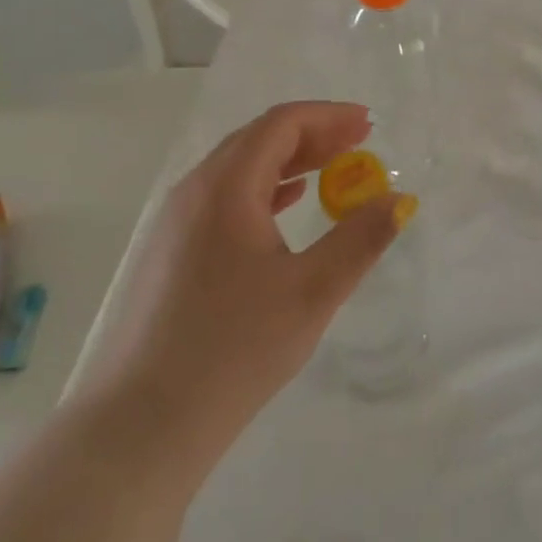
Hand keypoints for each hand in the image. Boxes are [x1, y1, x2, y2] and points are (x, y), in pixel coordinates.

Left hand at [83, 102, 402, 484]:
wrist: (141, 424)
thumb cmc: (234, 349)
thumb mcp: (312, 292)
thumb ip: (360, 239)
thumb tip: (400, 200)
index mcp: (226, 186)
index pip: (281, 124)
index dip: (329, 116)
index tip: (369, 126)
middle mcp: (195, 190)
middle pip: (258, 139)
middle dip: (312, 135)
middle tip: (358, 145)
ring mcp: (175, 220)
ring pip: (238, 168)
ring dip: (288, 161)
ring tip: (331, 170)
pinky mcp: (169, 250)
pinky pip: (223, 196)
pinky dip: (263, 188)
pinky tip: (285, 205)